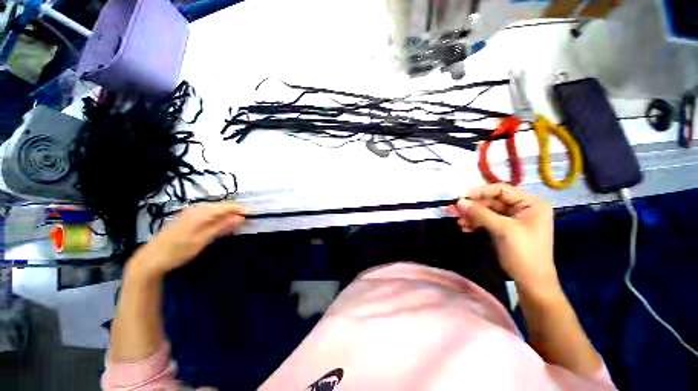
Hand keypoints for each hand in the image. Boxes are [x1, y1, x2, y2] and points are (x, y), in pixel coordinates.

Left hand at [129, 202, 245, 278]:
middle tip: (250, 220)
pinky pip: (210, 213)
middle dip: (238, 211)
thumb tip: (241, 217)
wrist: (151, 258)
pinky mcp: (190, 218)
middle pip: (223, 206)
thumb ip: (222, 227)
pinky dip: (220, 217)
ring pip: (217, 209)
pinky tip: (224, 224)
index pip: (228, 207)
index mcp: (201, 213)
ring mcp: (193, 212)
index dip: (243, 209)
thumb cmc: (178, 251)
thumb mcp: (202, 240)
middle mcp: (198, 209)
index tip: (256, 214)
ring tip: (240, 222)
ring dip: (230, 214)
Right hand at [446, 184, 557, 291]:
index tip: (461, 198)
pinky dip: (474, 223)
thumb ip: (480, 213)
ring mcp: (512, 218)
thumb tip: (459, 201)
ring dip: (471, 215)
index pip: (501, 189)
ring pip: (486, 211)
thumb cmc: (524, 253)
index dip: (480, 192)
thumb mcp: (503, 230)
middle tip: (453, 210)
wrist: (531, 281)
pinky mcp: (504, 228)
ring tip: (458, 221)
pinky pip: (486, 220)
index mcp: (530, 203)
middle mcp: (522, 208)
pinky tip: (464, 228)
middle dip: (472, 206)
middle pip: (491, 201)